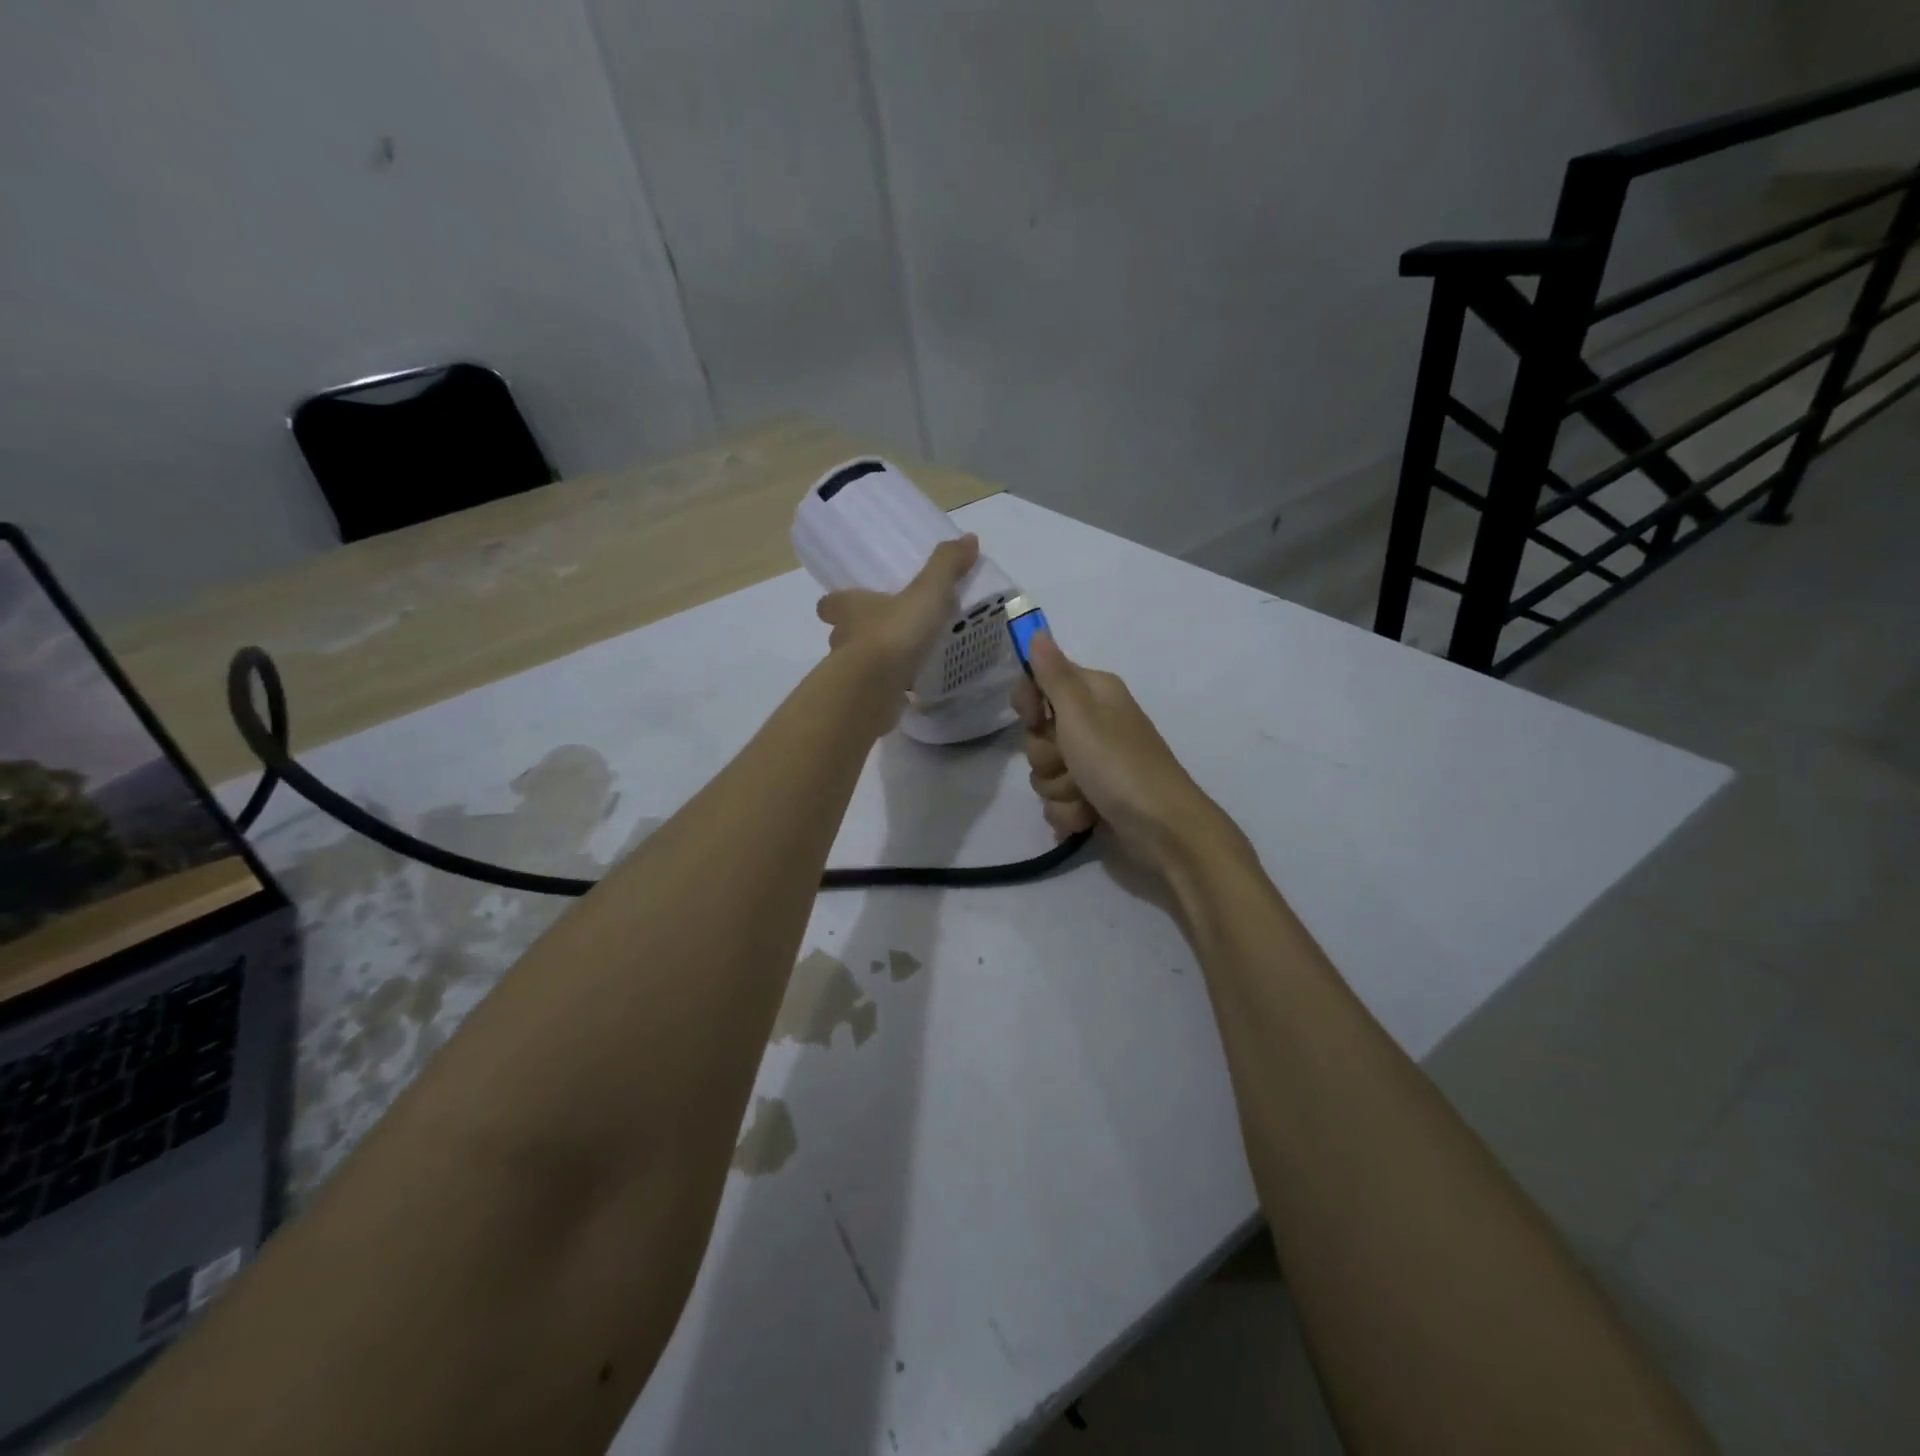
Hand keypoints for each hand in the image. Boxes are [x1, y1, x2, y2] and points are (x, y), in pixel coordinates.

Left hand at [816, 535, 979, 711]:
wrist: (874, 689)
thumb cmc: (894, 633)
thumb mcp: (927, 592)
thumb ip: (946, 567)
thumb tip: (968, 538)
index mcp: (850, 609)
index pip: (830, 603)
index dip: (838, 602)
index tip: (853, 602)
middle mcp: (843, 640)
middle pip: (842, 633)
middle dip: (860, 633)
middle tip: (887, 631)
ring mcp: (850, 674)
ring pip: (857, 664)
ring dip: (875, 662)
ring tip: (904, 660)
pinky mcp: (862, 701)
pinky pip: (875, 691)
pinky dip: (888, 689)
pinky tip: (910, 688)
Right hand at [1012, 632, 1235, 872]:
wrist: (1163, 829)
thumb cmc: (1120, 765)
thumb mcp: (1080, 715)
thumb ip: (1053, 675)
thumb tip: (1037, 631)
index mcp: (1093, 695)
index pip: (1040, 683)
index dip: (1030, 703)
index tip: (1034, 717)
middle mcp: (1093, 724)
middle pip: (1038, 734)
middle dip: (1047, 756)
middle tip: (1071, 761)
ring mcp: (1093, 763)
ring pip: (1045, 772)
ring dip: (1059, 789)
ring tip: (1087, 796)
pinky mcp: (1093, 796)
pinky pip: (1058, 800)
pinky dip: (1070, 812)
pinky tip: (1088, 818)